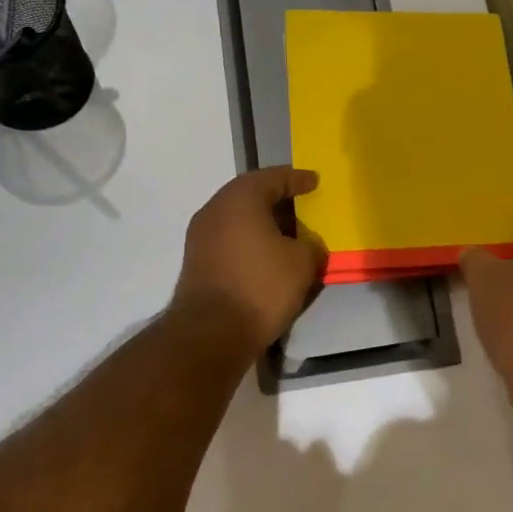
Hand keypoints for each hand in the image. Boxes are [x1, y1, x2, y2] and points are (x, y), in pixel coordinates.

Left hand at [173, 167, 324, 354]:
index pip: (273, 177)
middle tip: (302, 205)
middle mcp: (215, 210)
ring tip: (289, 234)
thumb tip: (306, 245)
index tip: (315, 181)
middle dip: (278, 199)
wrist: (211, 333)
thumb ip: (311, 245)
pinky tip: (269, 256)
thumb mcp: (303, 262)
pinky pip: (230, 240)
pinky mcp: (197, 263)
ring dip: (263, 223)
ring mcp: (201, 237)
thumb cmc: (261, 286)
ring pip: (238, 219)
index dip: (297, 179)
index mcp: (240, 199)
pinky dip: (251, 242)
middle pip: (251, 195)